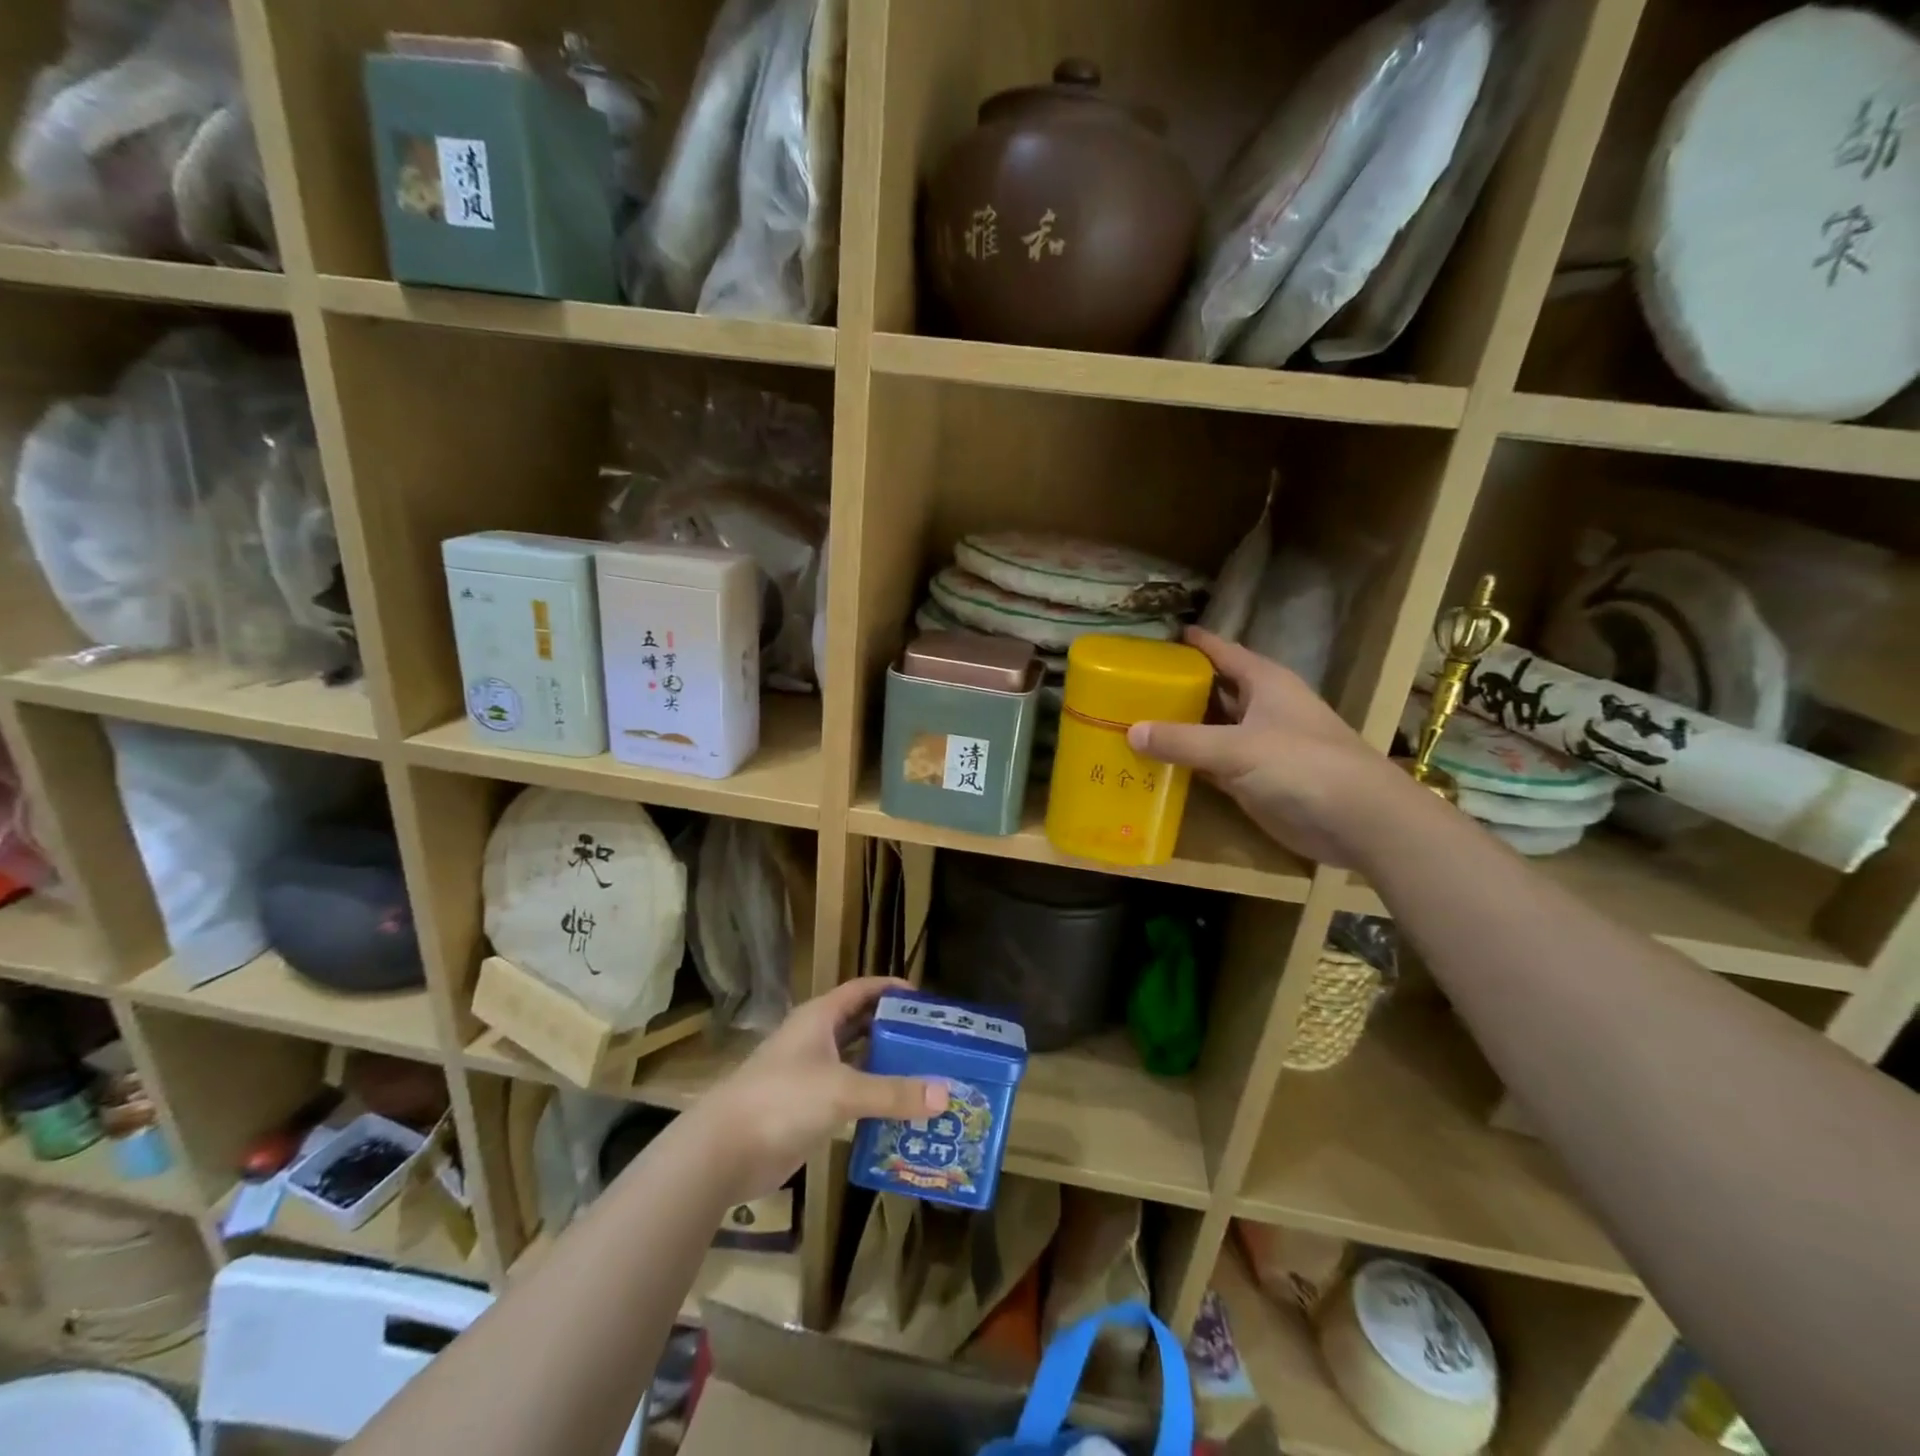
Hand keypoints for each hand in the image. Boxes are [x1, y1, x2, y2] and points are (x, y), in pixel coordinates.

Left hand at [697, 977, 943, 1203]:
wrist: (723, 1151)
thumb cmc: (783, 1099)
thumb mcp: (843, 1090)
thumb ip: (894, 1092)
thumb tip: (946, 1094)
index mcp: (820, 1018)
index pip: (862, 990)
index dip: (892, 989)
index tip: (926, 1000)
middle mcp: (816, 1040)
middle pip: (862, 1026)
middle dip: (896, 1032)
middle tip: (936, 1044)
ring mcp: (809, 1076)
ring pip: (857, 1064)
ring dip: (887, 1070)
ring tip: (929, 1079)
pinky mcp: (806, 1110)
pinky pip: (849, 1098)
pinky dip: (873, 1102)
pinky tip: (901, 1115)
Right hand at [1127, 628, 1417, 869]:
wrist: (1356, 821)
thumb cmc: (1302, 765)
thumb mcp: (1237, 747)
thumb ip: (1182, 740)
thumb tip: (1130, 731)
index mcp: (1265, 682)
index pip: (1222, 652)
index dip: (1193, 643)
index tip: (1156, 638)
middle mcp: (1260, 707)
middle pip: (1212, 690)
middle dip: (1176, 688)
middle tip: (1129, 686)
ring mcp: (1257, 745)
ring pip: (1209, 728)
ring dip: (1178, 728)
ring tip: (1131, 721)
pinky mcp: (1252, 779)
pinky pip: (1210, 764)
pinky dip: (1186, 763)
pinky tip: (1154, 763)